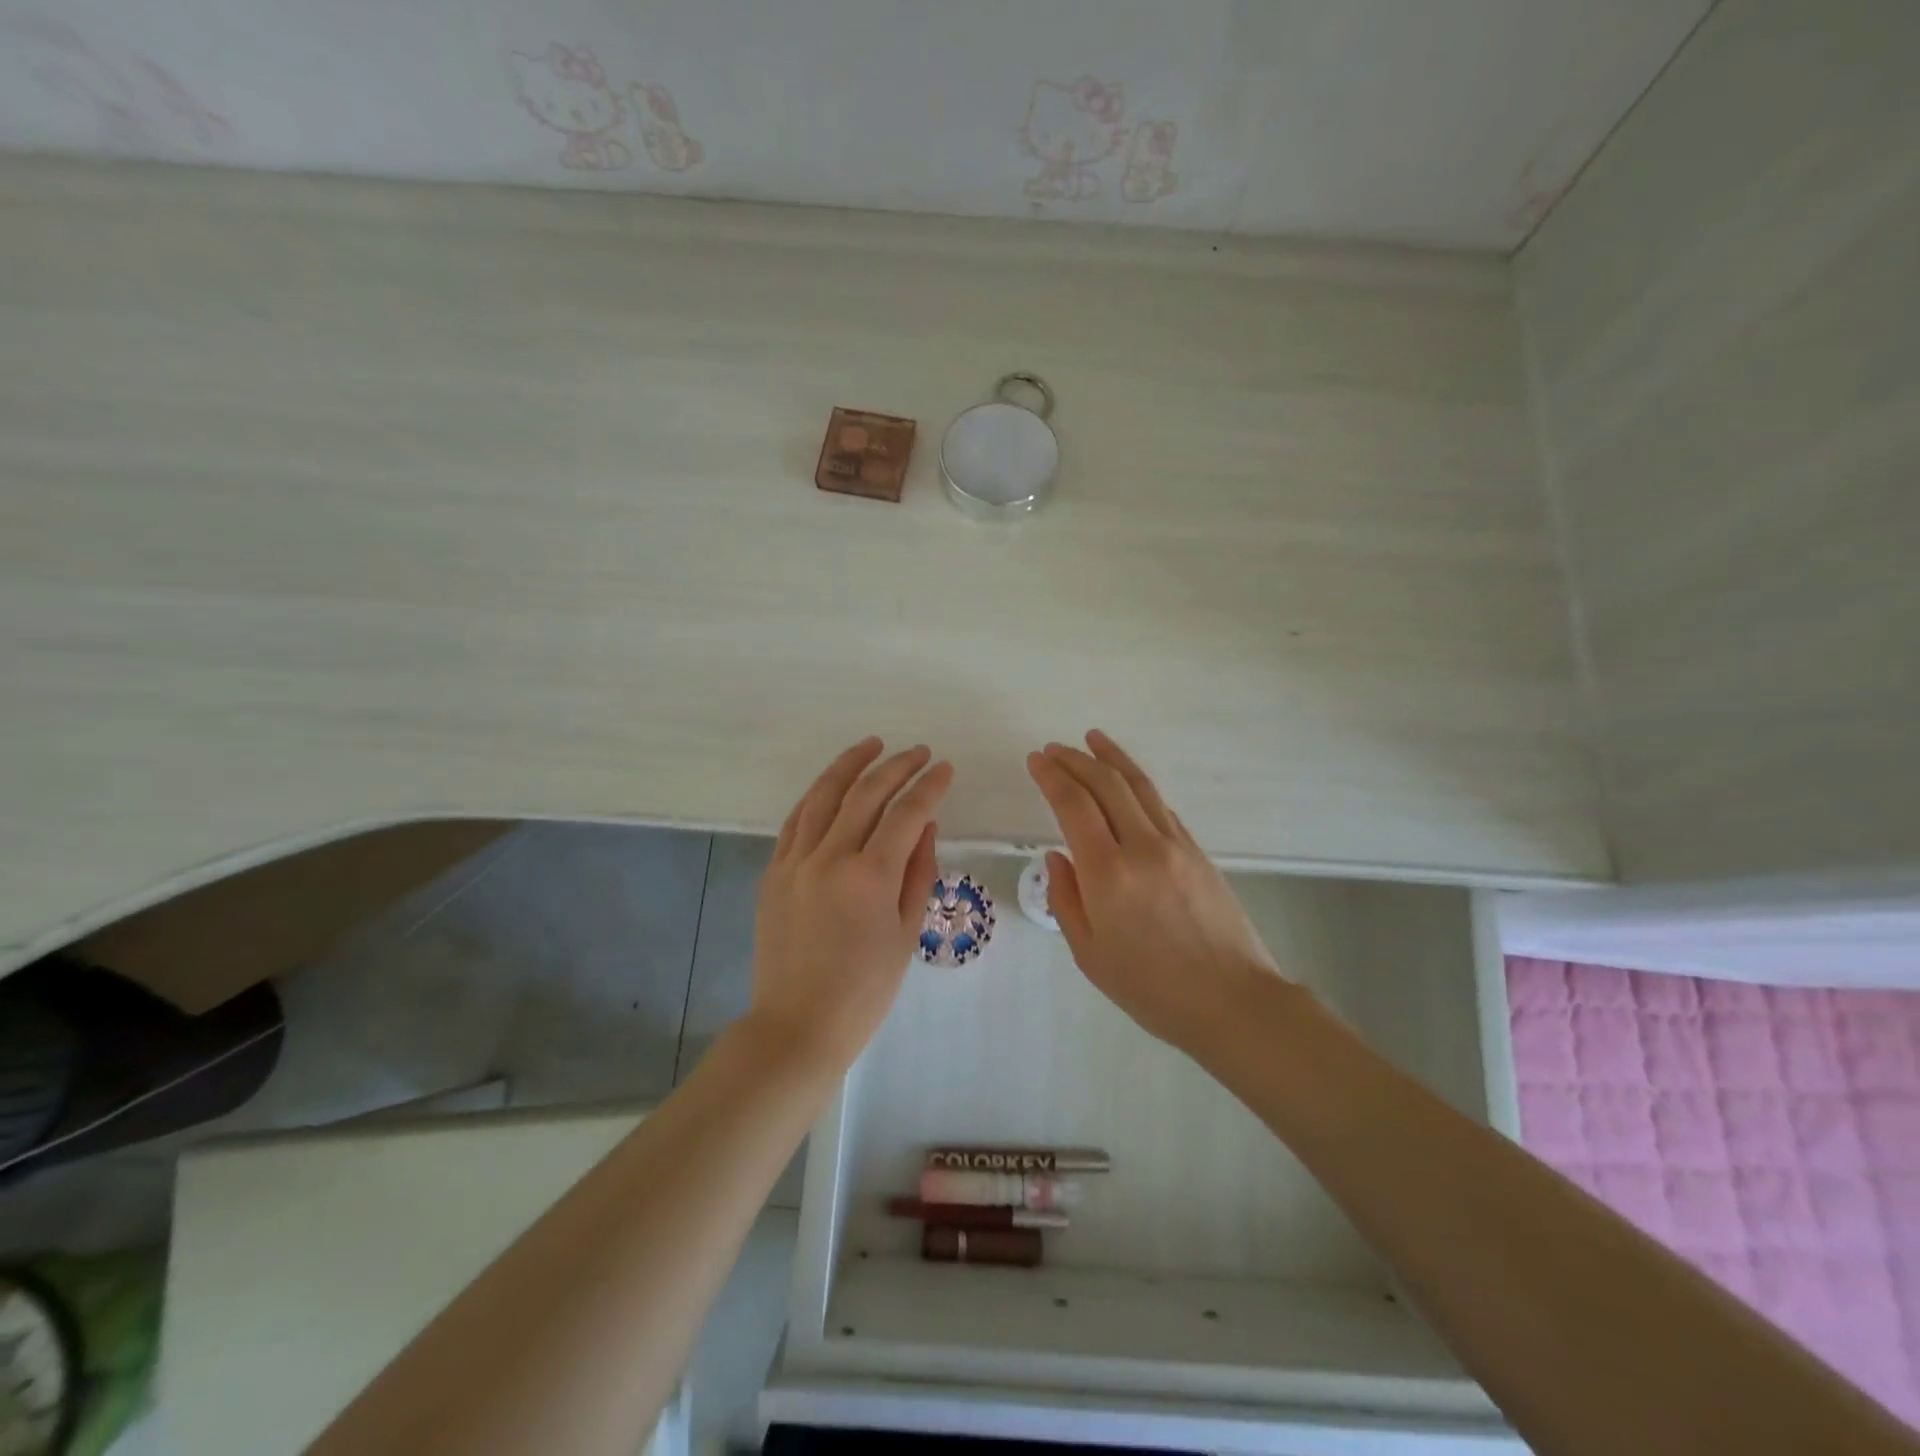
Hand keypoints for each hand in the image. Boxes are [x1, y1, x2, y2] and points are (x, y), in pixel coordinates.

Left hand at [750, 737, 951, 1067]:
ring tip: (873, 745)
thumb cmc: (864, 990)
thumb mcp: (906, 933)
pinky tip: (832, 784)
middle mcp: (830, 858)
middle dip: (897, 766)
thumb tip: (926, 825)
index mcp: (870, 877)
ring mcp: (795, 862)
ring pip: (824, 796)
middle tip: (919, 752)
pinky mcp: (773, 872)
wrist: (797, 1024)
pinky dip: (818, 795)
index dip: (929, 786)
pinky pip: (796, 820)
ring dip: (851, 765)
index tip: (945, 768)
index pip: (906, 813)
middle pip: (866, 794)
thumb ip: (918, 872)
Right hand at [1026, 730, 1283, 1051]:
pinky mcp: (1198, 852)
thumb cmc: (1151, 989)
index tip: (1036, 760)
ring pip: (1139, 786)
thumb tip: (1057, 857)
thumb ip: (1066, 899)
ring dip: (1112, 758)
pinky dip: (1138, 786)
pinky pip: (1161, 807)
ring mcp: (1176, 845)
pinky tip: (1128, 783)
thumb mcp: (1090, 954)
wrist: (1233, 1001)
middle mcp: (1142, 846)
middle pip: (1106, 784)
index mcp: (1107, 873)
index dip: (1052, 776)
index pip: (1073, 805)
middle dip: (1076, 759)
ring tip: (1092, 738)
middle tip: (1054, 748)